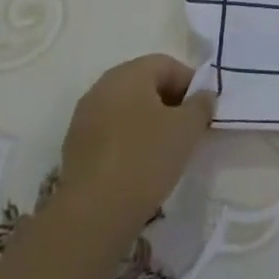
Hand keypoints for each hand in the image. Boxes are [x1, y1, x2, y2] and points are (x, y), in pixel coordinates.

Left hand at [57, 55, 214, 233]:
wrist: (93, 214)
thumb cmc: (145, 159)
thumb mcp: (186, 129)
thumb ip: (201, 105)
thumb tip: (203, 95)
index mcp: (128, 73)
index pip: (167, 64)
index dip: (190, 83)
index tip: (203, 111)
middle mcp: (102, 87)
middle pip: (145, 84)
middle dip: (170, 102)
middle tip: (188, 129)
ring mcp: (84, 117)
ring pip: (127, 109)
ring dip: (149, 122)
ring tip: (165, 150)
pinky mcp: (75, 147)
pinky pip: (111, 132)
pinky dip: (128, 140)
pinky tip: (140, 166)